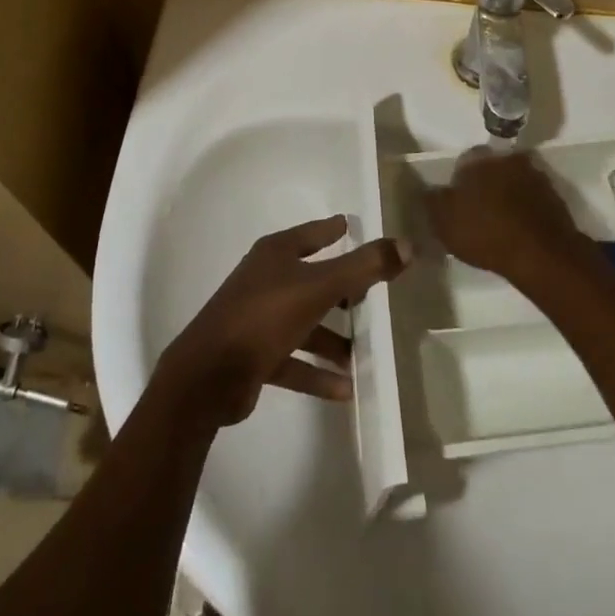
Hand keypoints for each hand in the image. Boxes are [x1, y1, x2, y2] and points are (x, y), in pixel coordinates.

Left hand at [155, 215, 409, 428]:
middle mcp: (266, 280)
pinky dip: (317, 371)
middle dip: (342, 289)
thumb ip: (363, 267)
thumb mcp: (319, 287)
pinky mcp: (254, 356)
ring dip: (333, 338)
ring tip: (364, 353)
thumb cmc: (264, 316)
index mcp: (276, 254)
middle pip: (312, 278)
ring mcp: (258, 319)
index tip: (353, 227)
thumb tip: (406, 245)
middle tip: (373, 295)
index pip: (313, 234)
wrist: (208, 376)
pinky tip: (345, 388)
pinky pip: (294, 360)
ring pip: (305, 322)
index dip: (333, 230)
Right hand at [425, 146, 591, 286]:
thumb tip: (427, 190)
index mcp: (478, 159)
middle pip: (490, 169)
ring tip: (500, 224)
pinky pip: (532, 200)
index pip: (463, 162)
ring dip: (507, 196)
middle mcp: (507, 159)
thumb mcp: (444, 221)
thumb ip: (432, 201)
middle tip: (478, 213)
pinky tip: (520, 231)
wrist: (542, 254)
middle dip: (485, 185)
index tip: (457, 205)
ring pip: (513, 182)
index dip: (458, 183)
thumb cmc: (486, 232)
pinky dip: (525, 210)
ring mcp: (534, 176)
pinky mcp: (554, 197)